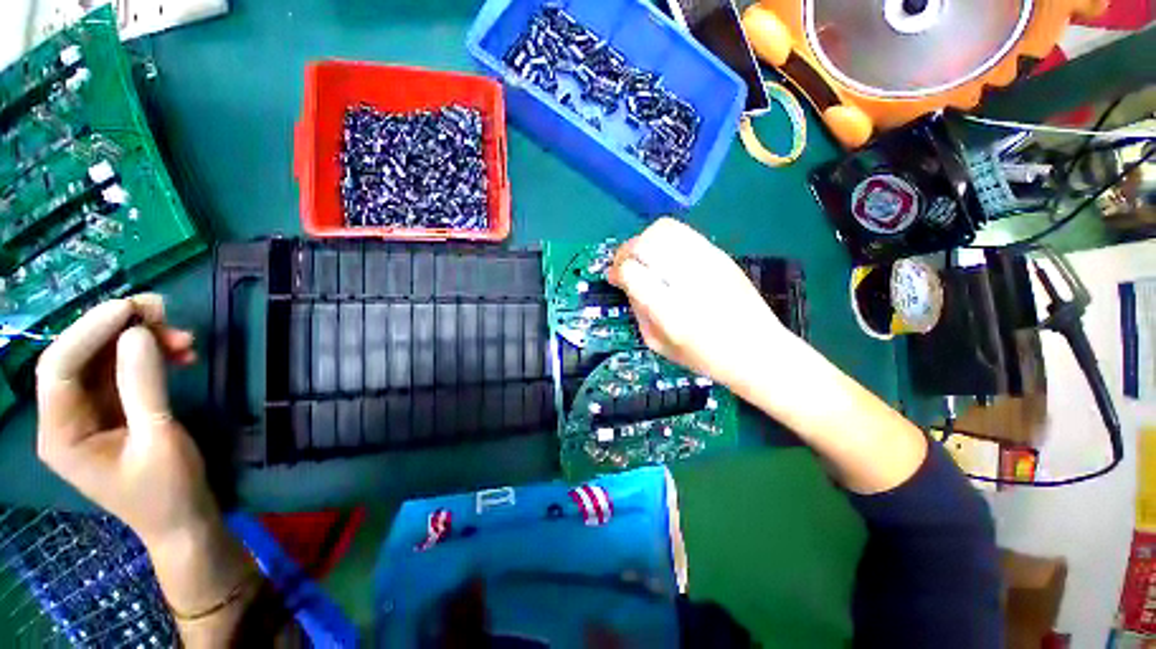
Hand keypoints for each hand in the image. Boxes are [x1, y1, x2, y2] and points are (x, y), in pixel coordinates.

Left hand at [36, 295, 218, 547]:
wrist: (184, 520)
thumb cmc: (168, 490)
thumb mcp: (159, 439)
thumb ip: (144, 386)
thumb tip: (138, 333)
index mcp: (61, 434)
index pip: (59, 367)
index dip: (89, 331)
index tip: (132, 309)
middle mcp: (66, 417)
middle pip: (80, 357)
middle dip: (118, 330)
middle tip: (164, 313)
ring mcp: (89, 413)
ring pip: (104, 359)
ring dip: (140, 340)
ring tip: (182, 336)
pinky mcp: (113, 410)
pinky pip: (123, 371)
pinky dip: (149, 356)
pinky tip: (178, 353)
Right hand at [607, 218, 789, 391]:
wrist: (758, 350)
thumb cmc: (705, 357)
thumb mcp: (659, 344)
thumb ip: (639, 311)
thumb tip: (627, 283)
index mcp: (670, 311)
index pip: (632, 271)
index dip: (617, 271)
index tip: (614, 278)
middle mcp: (688, 280)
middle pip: (645, 244)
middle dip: (626, 251)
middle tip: (625, 266)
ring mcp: (707, 262)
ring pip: (663, 230)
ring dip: (644, 240)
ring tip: (643, 257)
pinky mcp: (719, 254)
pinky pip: (683, 232)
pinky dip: (665, 238)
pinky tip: (665, 256)